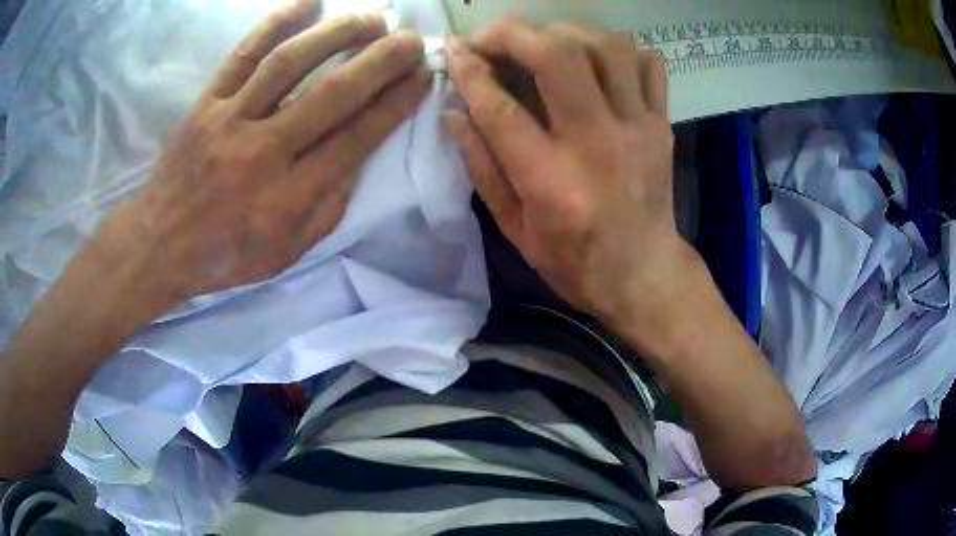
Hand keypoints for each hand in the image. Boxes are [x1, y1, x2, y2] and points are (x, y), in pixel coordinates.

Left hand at [99, 0, 430, 303]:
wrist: (160, 244)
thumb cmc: (226, 254)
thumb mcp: (287, 252)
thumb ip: (327, 208)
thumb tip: (358, 155)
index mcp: (286, 198)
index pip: (354, 139)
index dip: (395, 103)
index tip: (422, 77)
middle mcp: (261, 153)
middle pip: (331, 94)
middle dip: (381, 60)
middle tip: (412, 40)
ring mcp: (229, 121)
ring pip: (290, 63)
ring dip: (338, 33)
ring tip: (373, 18)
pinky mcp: (205, 103)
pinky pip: (243, 54)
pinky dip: (277, 22)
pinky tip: (310, 1)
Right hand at [443, 20, 698, 352]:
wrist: (644, 274)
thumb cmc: (574, 261)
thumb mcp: (514, 228)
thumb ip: (482, 166)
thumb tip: (454, 111)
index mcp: (552, 182)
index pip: (501, 108)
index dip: (470, 71)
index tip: (452, 50)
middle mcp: (598, 145)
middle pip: (558, 57)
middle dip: (514, 33)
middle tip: (492, 37)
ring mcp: (638, 129)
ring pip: (608, 47)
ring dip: (566, 32)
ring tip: (543, 43)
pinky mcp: (661, 125)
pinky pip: (648, 64)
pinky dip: (620, 49)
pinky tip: (596, 60)